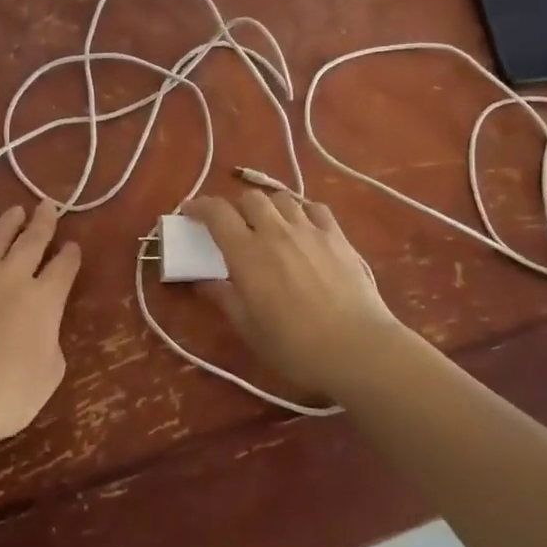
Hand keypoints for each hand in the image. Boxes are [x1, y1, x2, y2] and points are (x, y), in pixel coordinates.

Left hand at [0, 203, 80, 451]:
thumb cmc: (6, 396)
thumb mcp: (49, 374)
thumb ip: (51, 341)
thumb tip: (43, 326)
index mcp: (45, 301)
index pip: (64, 268)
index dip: (71, 256)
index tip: (73, 246)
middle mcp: (13, 278)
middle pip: (33, 241)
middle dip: (44, 222)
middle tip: (48, 205)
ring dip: (8, 223)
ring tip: (15, 211)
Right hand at [183, 191, 420, 401]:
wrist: (357, 347)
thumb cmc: (294, 345)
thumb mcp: (249, 328)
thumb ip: (224, 298)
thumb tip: (203, 282)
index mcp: (247, 253)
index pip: (216, 213)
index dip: (199, 206)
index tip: (189, 211)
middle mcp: (275, 231)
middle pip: (250, 198)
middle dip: (236, 207)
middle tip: (233, 226)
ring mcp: (309, 230)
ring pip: (282, 198)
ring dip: (268, 207)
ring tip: (269, 224)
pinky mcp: (337, 236)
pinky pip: (315, 208)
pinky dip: (302, 211)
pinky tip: (303, 226)